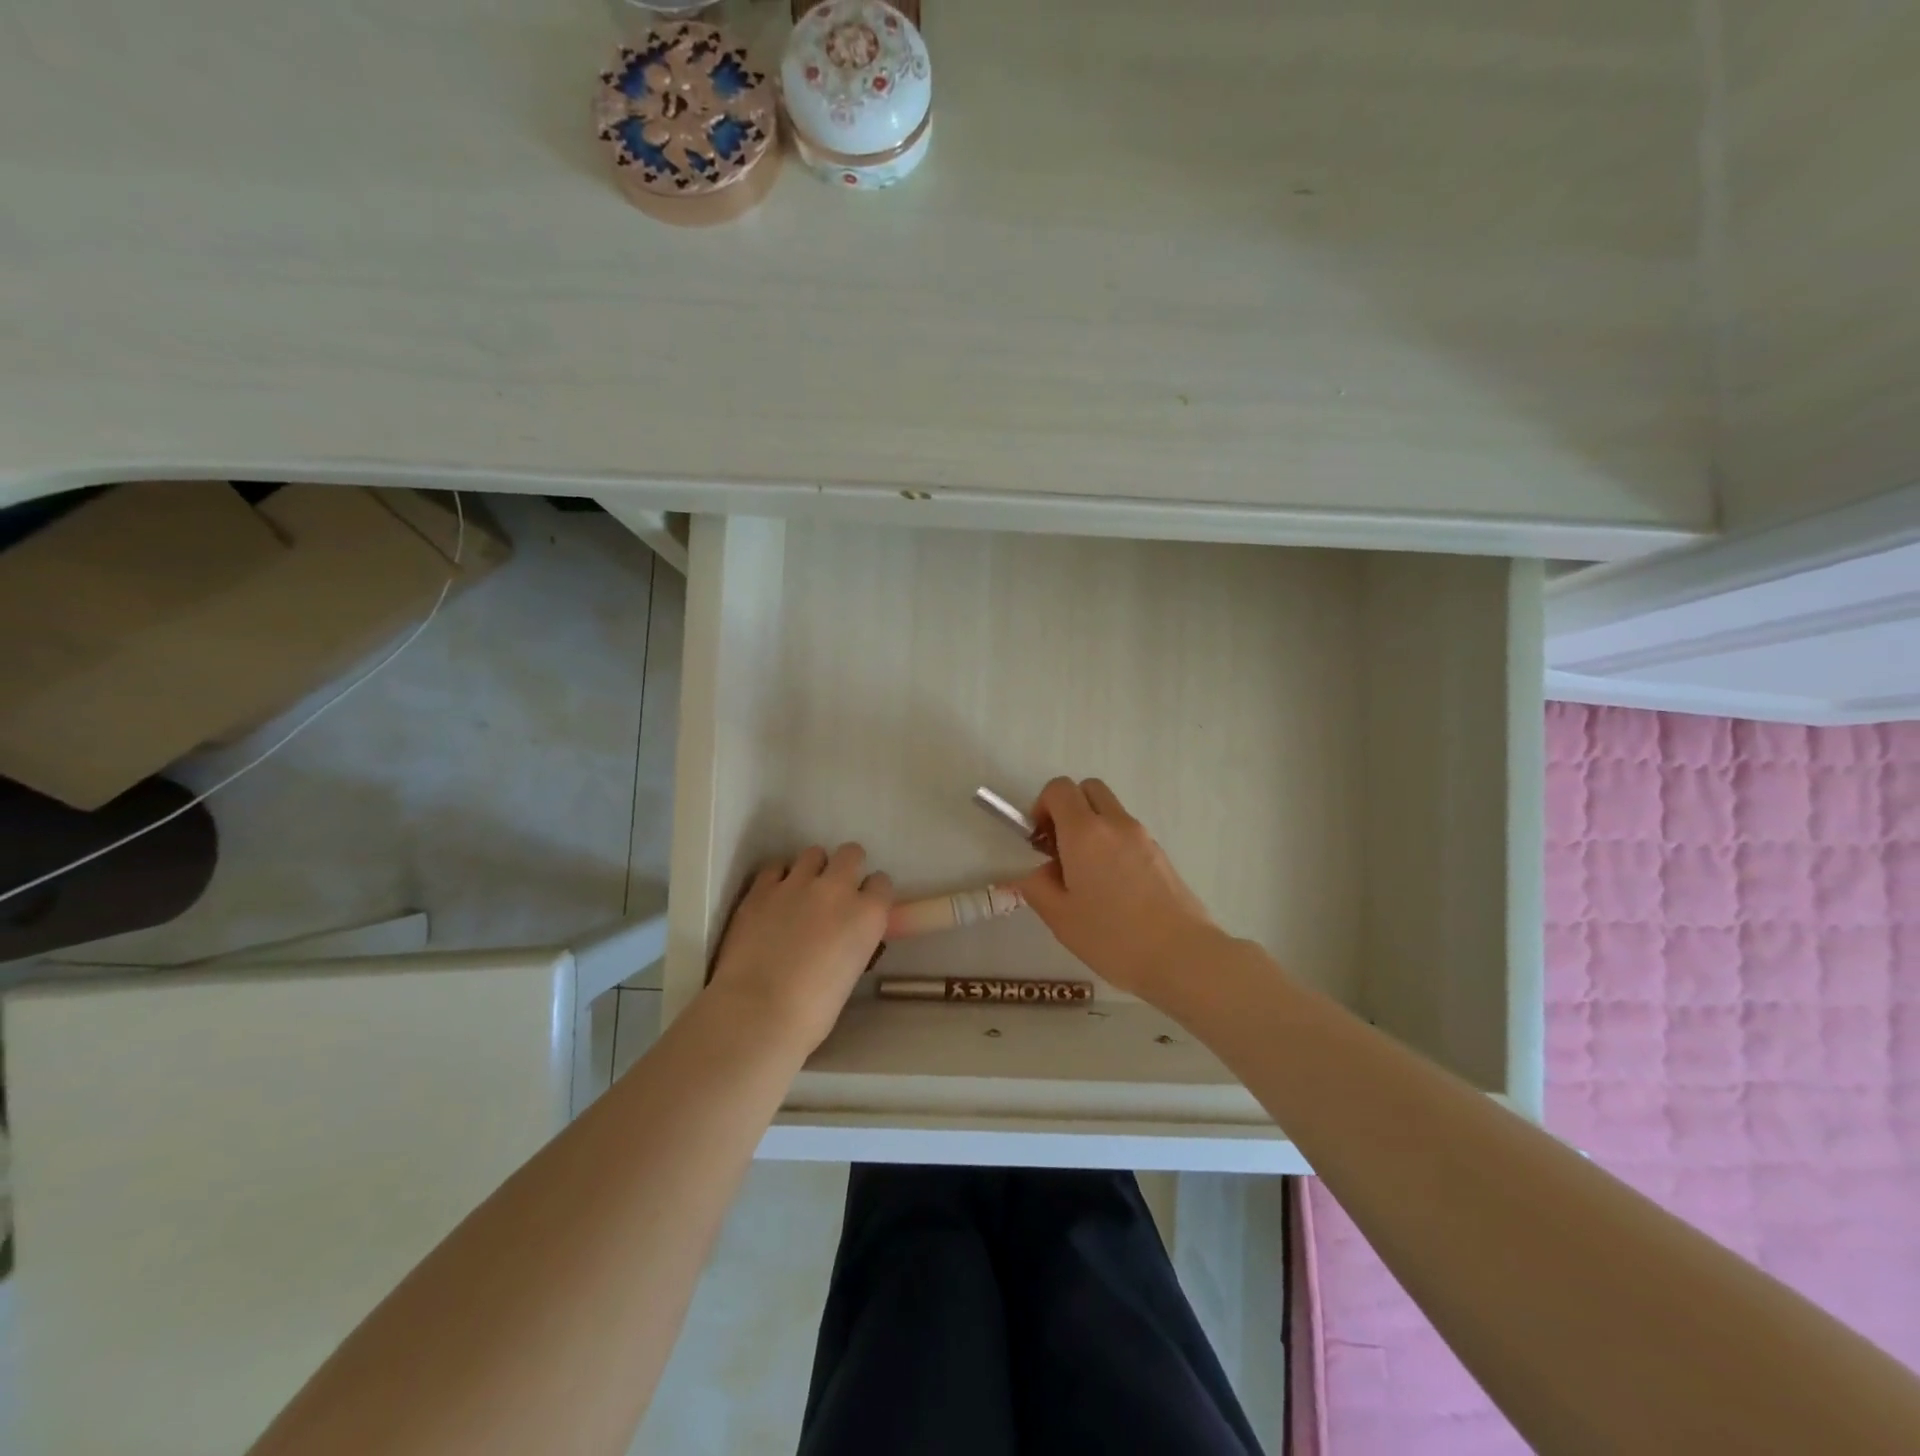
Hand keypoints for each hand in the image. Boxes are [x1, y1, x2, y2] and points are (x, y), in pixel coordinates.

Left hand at [706, 843, 891, 1053]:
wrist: (757, 1013)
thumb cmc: (812, 1012)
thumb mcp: (851, 972)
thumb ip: (852, 942)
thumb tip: (842, 937)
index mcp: (868, 915)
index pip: (881, 883)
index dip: (871, 895)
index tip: (862, 908)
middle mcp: (837, 889)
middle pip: (852, 853)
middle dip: (847, 867)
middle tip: (834, 892)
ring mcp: (797, 884)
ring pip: (814, 853)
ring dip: (813, 869)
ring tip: (801, 892)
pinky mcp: (762, 888)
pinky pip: (776, 867)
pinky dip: (778, 878)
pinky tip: (773, 898)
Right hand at [1015, 777, 1219, 1000]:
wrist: (1182, 955)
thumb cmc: (1113, 937)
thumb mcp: (1060, 918)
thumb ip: (1038, 887)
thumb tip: (1041, 872)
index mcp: (1085, 833)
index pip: (1059, 789)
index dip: (1042, 806)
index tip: (1040, 841)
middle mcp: (1116, 824)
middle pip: (1088, 789)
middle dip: (1069, 808)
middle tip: (1061, 848)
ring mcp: (1143, 837)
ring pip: (1110, 812)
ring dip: (1092, 828)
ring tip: (1087, 875)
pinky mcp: (1161, 854)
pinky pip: (1128, 834)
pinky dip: (1113, 845)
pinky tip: (1113, 889)